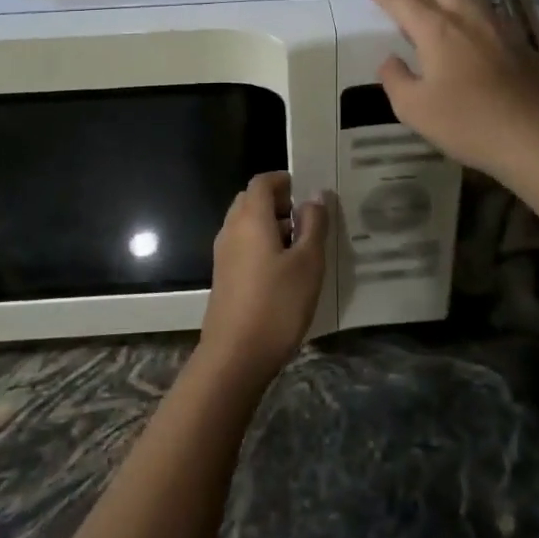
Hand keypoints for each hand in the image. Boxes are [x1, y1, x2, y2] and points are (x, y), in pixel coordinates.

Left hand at [198, 173, 328, 387]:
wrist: (235, 356)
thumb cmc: (277, 304)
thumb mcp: (308, 262)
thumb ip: (313, 225)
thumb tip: (314, 196)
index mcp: (251, 218)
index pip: (262, 182)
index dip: (284, 180)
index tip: (307, 191)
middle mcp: (232, 229)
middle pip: (251, 201)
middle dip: (278, 203)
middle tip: (307, 219)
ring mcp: (224, 254)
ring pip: (246, 225)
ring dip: (271, 225)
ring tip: (302, 246)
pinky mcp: (224, 277)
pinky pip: (243, 246)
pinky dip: (262, 245)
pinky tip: (284, 270)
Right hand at [363, 0, 538, 180]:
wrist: (538, 135)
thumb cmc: (469, 122)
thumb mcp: (415, 109)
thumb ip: (395, 80)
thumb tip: (390, 61)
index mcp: (437, 29)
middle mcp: (467, 16)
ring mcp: (497, 24)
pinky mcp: (518, 39)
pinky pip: (483, 5)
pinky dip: (463, 0)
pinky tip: (464, 16)